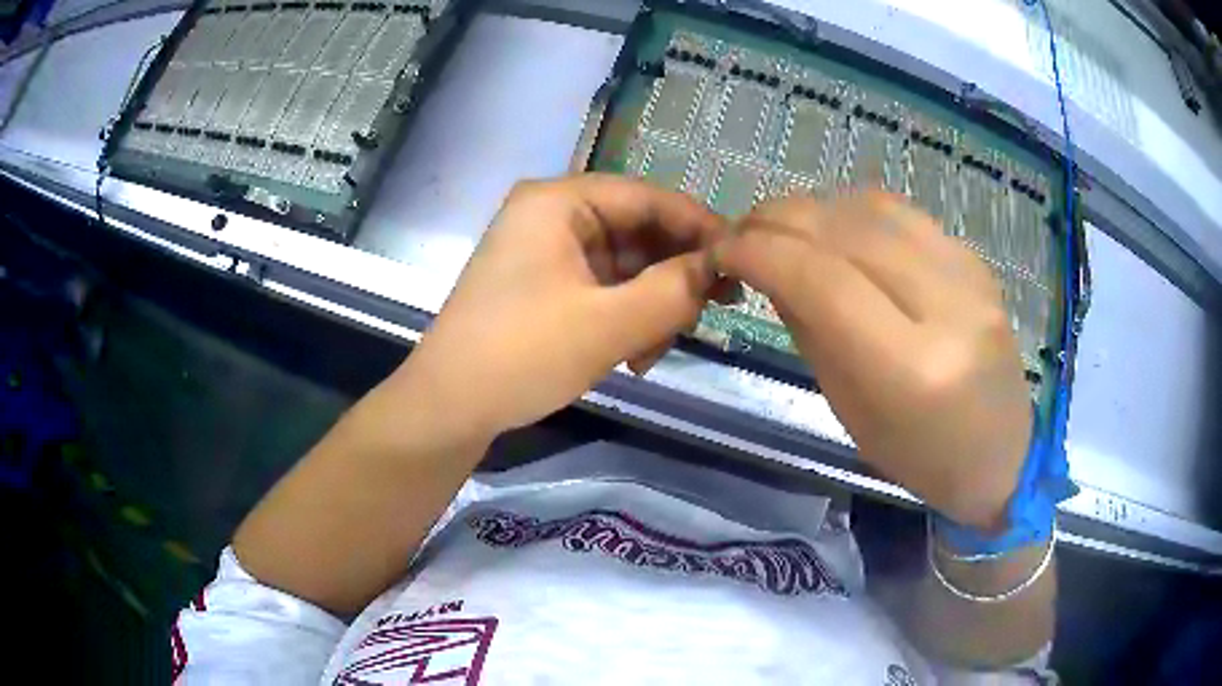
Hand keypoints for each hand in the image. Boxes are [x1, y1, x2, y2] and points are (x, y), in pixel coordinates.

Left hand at [395, 174, 727, 440]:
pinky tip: (631, 357)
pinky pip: (600, 289)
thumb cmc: (522, 355)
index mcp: (558, 201)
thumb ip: (673, 291)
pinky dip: (623, 318)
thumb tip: (717, 268)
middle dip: (671, 277)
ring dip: (648, 307)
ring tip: (652, 353)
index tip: (738, 263)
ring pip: (622, 266)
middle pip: (636, 231)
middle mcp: (550, 215)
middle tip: (705, 315)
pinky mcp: (541, 286)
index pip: (647, 197)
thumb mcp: (608, 324)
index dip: (698, 227)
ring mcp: (543, 252)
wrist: (448, 408)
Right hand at [716, 192, 1031, 528]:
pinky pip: (905, 215)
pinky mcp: (978, 261)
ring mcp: (970, 277)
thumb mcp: (851, 410)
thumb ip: (811, 331)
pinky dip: (855, 211)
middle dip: (779, 220)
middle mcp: (947, 308)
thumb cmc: (920, 456)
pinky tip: (835, 227)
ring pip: (873, 209)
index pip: (822, 281)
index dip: (761, 252)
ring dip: (814, 208)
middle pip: (846, 233)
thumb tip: (770, 270)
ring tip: (782, 225)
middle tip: (741, 230)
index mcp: (911, 368)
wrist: (1002, 454)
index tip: (723, 249)